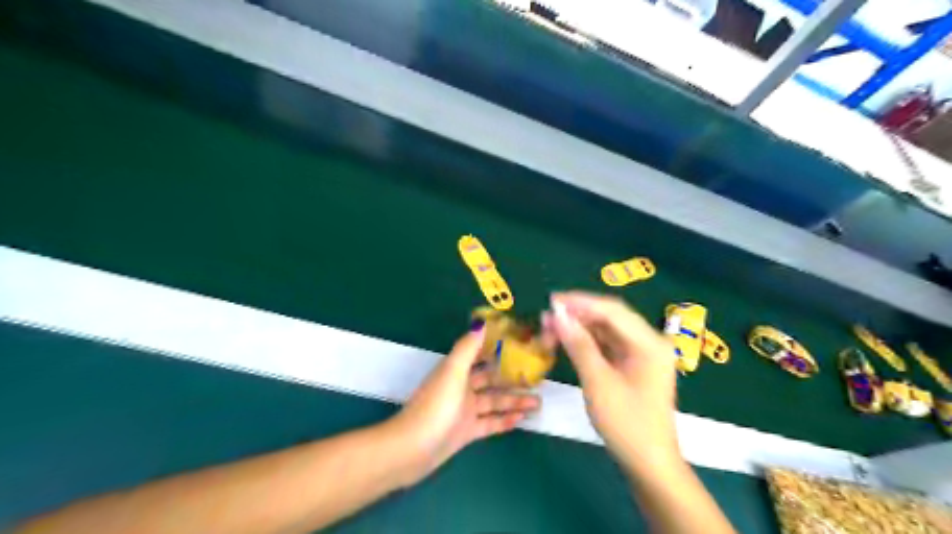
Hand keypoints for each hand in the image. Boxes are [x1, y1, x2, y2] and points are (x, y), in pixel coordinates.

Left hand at [384, 327, 533, 485]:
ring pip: (494, 402)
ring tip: (539, 401)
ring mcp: (464, 411)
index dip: (497, 348)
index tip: (520, 343)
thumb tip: (481, 321)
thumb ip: (468, 348)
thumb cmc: (435, 406)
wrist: (411, 449)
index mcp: (456, 370)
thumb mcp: (453, 372)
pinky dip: (504, 421)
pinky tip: (522, 419)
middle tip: (538, 377)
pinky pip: (490, 424)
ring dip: (514, 401)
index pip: (480, 353)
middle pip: (491, 379)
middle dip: (513, 377)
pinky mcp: (466, 432)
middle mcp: (461, 388)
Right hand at [544, 293, 676, 472]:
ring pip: (607, 330)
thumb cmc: (626, 423)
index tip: (550, 300)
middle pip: (610, 317)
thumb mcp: (598, 382)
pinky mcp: (633, 365)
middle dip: (577, 315)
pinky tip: (567, 340)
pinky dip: (587, 341)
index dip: (580, 302)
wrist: (648, 463)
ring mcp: (642, 353)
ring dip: (580, 327)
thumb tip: (557, 315)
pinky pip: (607, 344)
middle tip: (546, 317)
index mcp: (649, 343)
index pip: (612, 311)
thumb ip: (578, 344)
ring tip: (550, 328)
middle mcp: (649, 342)